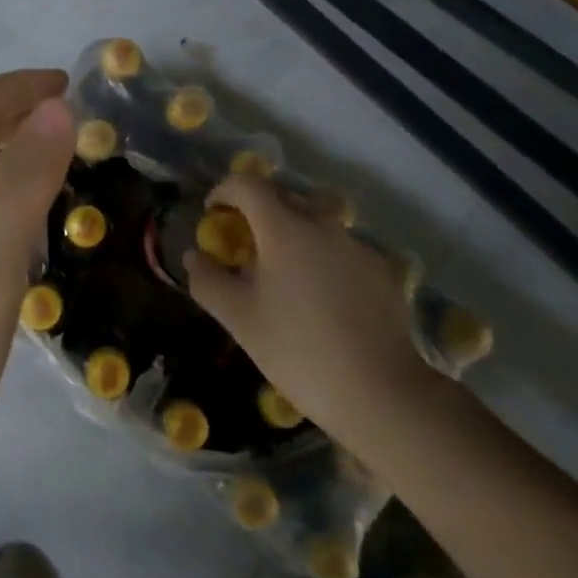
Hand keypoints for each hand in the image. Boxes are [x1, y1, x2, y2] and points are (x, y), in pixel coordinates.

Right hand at [184, 174, 434, 446]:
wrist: (382, 394)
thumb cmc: (299, 351)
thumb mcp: (239, 319)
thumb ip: (208, 281)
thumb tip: (195, 256)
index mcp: (285, 228)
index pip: (247, 184)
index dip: (224, 191)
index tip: (213, 216)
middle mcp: (323, 224)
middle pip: (283, 197)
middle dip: (257, 212)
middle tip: (244, 247)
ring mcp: (357, 246)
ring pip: (315, 222)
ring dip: (292, 234)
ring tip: (284, 275)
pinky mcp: (380, 271)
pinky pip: (340, 248)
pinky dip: (321, 257)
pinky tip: (321, 299)